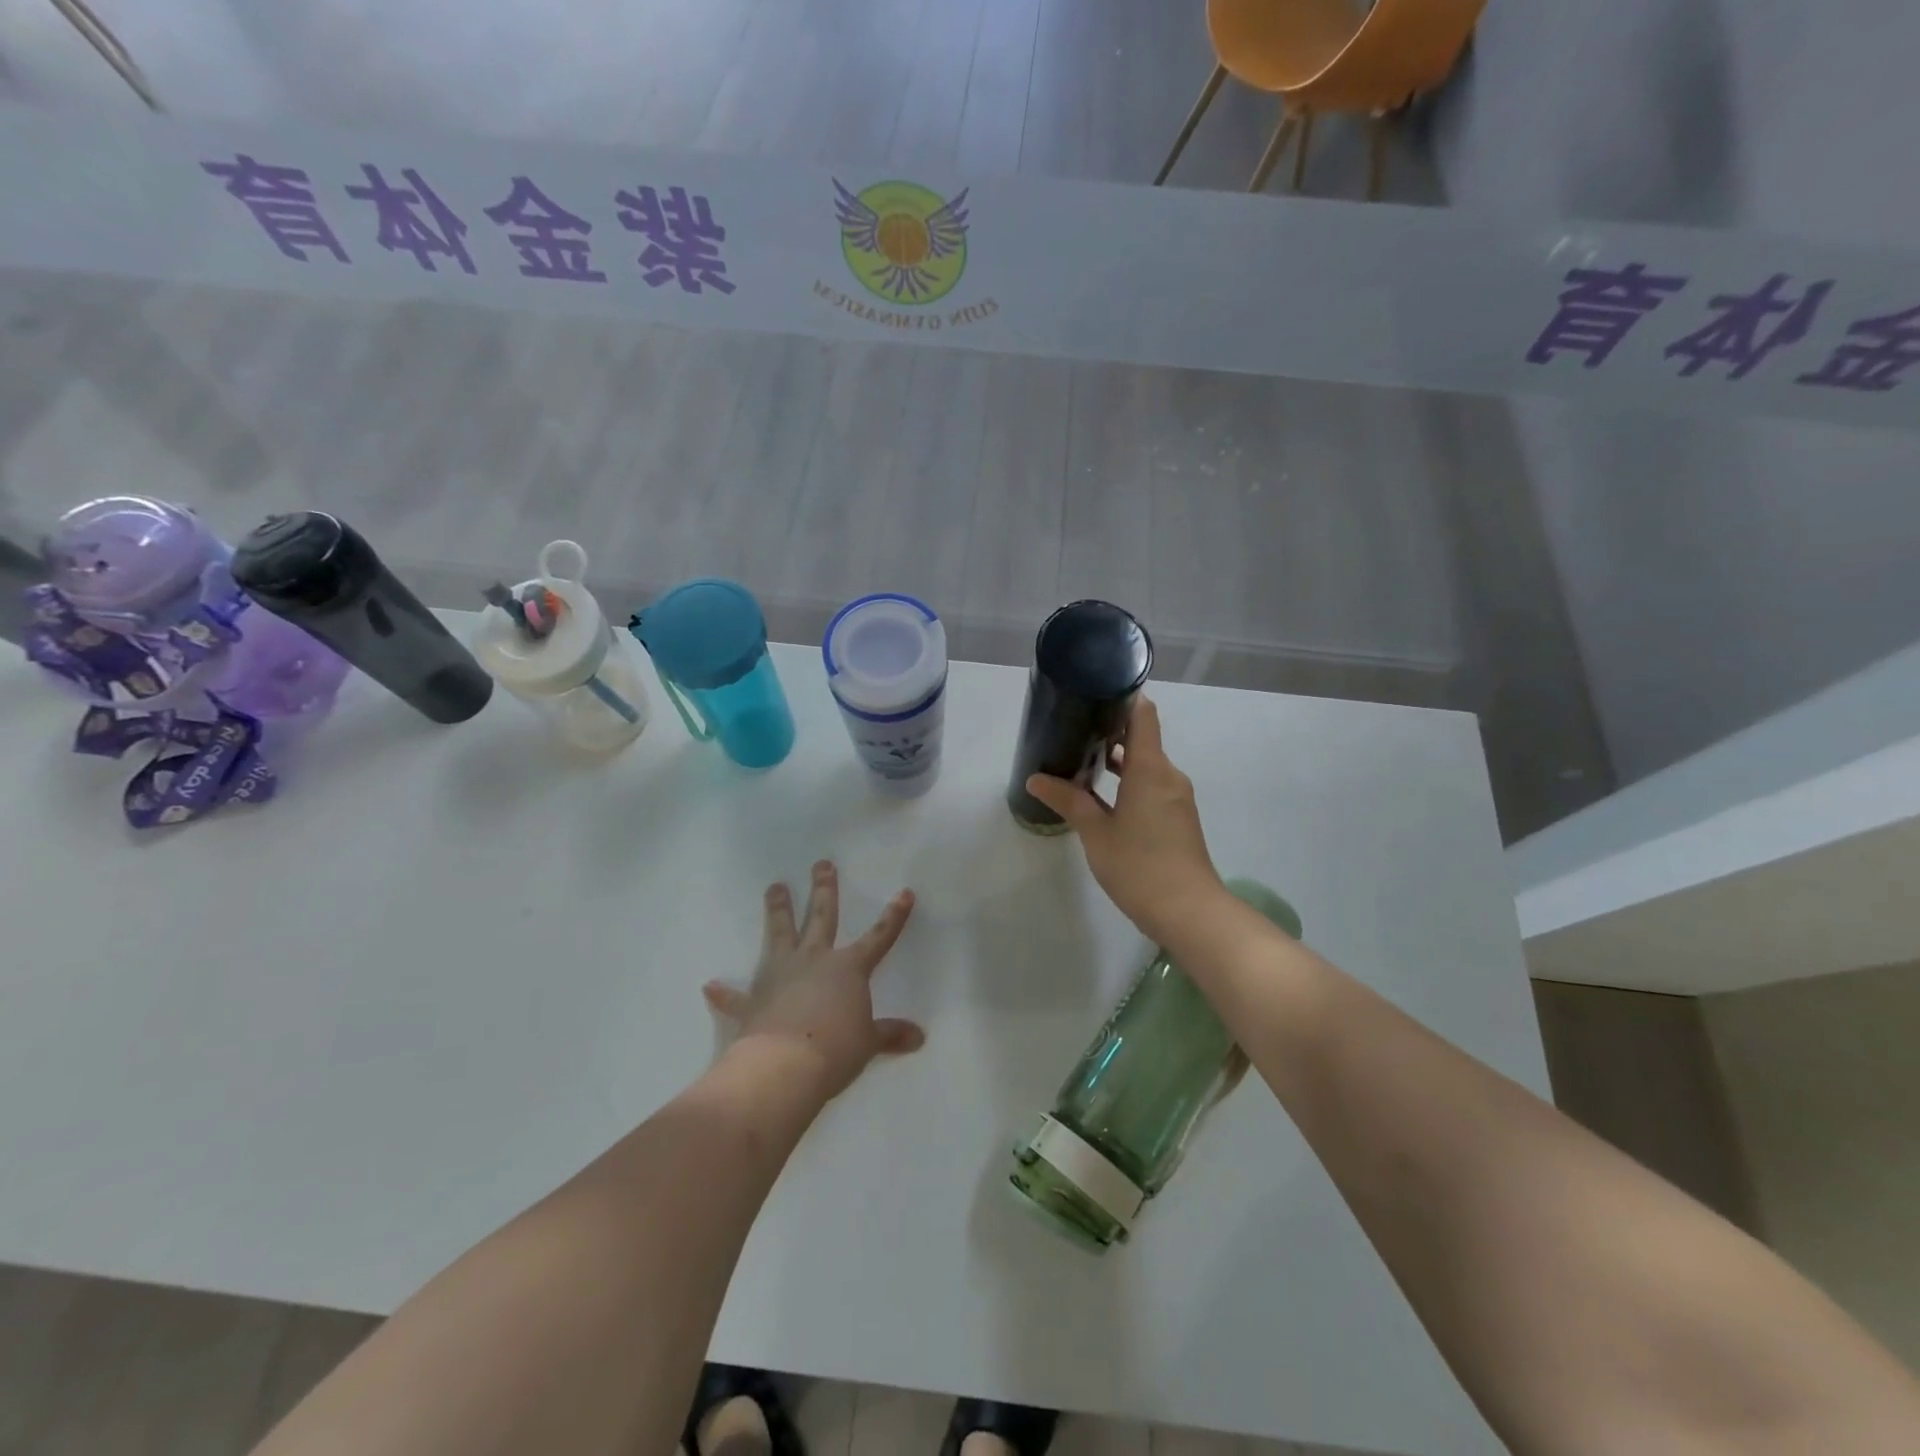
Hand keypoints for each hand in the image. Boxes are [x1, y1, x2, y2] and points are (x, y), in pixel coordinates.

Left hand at [702, 861, 924, 1102]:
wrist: (784, 1067)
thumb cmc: (835, 1049)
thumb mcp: (868, 1043)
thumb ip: (890, 1035)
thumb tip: (919, 1037)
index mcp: (848, 968)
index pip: (879, 937)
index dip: (894, 916)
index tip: (905, 892)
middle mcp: (814, 960)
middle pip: (822, 917)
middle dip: (824, 889)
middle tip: (821, 864)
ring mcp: (780, 975)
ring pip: (780, 934)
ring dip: (778, 910)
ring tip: (775, 887)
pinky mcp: (753, 1000)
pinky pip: (736, 995)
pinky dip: (724, 993)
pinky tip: (710, 986)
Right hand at [1024, 695, 1226, 944]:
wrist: (1189, 911)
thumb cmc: (1139, 865)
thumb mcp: (1096, 832)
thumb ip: (1068, 800)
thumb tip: (1035, 779)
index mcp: (1151, 768)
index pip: (1142, 715)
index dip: (1122, 699)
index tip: (1094, 693)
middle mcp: (1168, 775)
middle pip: (1143, 739)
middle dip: (1110, 733)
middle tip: (1073, 730)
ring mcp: (1176, 798)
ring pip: (1147, 766)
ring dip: (1119, 761)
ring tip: (1081, 762)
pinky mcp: (1178, 818)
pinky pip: (1152, 787)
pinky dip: (1130, 783)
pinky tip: (1103, 798)